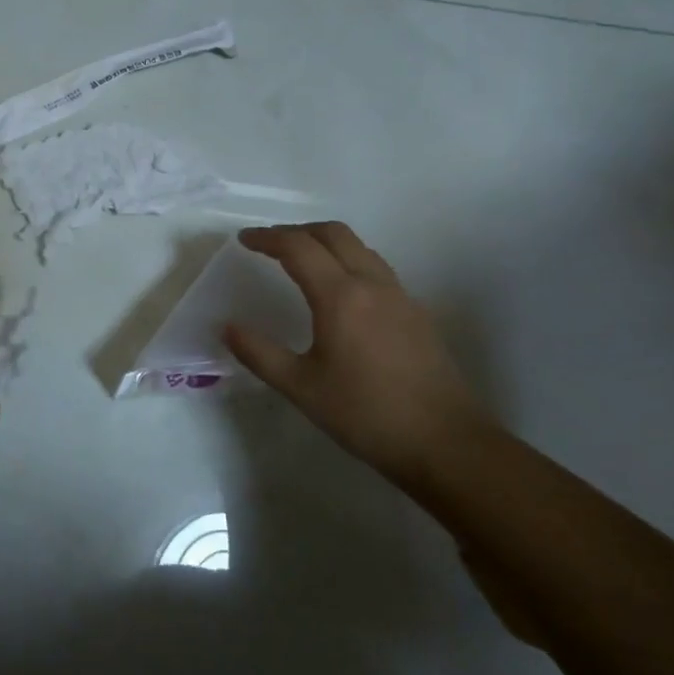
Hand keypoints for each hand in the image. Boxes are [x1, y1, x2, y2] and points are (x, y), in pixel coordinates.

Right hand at [222, 222, 481, 480]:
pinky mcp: (416, 313)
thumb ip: (259, 353)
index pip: (298, 247)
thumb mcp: (301, 387)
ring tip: (301, 260)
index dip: (267, 238)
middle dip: (297, 230)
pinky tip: (340, 292)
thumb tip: (227, 327)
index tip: (244, 240)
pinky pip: (376, 268)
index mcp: (340, 296)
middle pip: (333, 233)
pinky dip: (348, 261)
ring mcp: (400, 296)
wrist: (446, 444)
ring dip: (325, 242)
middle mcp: (372, 284)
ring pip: (359, 247)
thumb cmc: (366, 414)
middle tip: (270, 243)